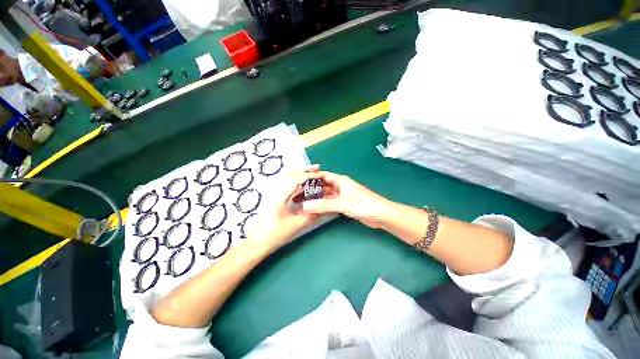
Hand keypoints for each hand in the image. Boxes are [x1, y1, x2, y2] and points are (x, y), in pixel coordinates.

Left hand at [246, 165, 322, 252]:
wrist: (257, 243)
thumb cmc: (274, 235)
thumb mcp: (295, 225)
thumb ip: (311, 216)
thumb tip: (324, 209)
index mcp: (280, 196)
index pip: (296, 180)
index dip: (309, 176)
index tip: (320, 175)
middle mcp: (275, 191)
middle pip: (289, 173)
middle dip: (304, 169)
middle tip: (317, 168)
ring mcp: (272, 193)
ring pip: (285, 176)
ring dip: (298, 172)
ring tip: (310, 172)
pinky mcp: (272, 196)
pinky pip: (284, 181)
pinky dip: (293, 177)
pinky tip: (300, 182)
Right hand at [302, 172, 391, 228]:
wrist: (380, 215)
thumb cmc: (362, 204)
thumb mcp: (341, 204)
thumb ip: (323, 205)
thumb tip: (305, 206)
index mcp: (340, 180)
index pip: (323, 176)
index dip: (312, 178)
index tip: (300, 183)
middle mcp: (341, 186)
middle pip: (324, 185)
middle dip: (313, 189)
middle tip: (299, 194)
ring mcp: (343, 195)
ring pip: (327, 195)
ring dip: (318, 198)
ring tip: (305, 202)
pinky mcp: (345, 204)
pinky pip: (331, 202)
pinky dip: (324, 205)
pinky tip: (316, 209)